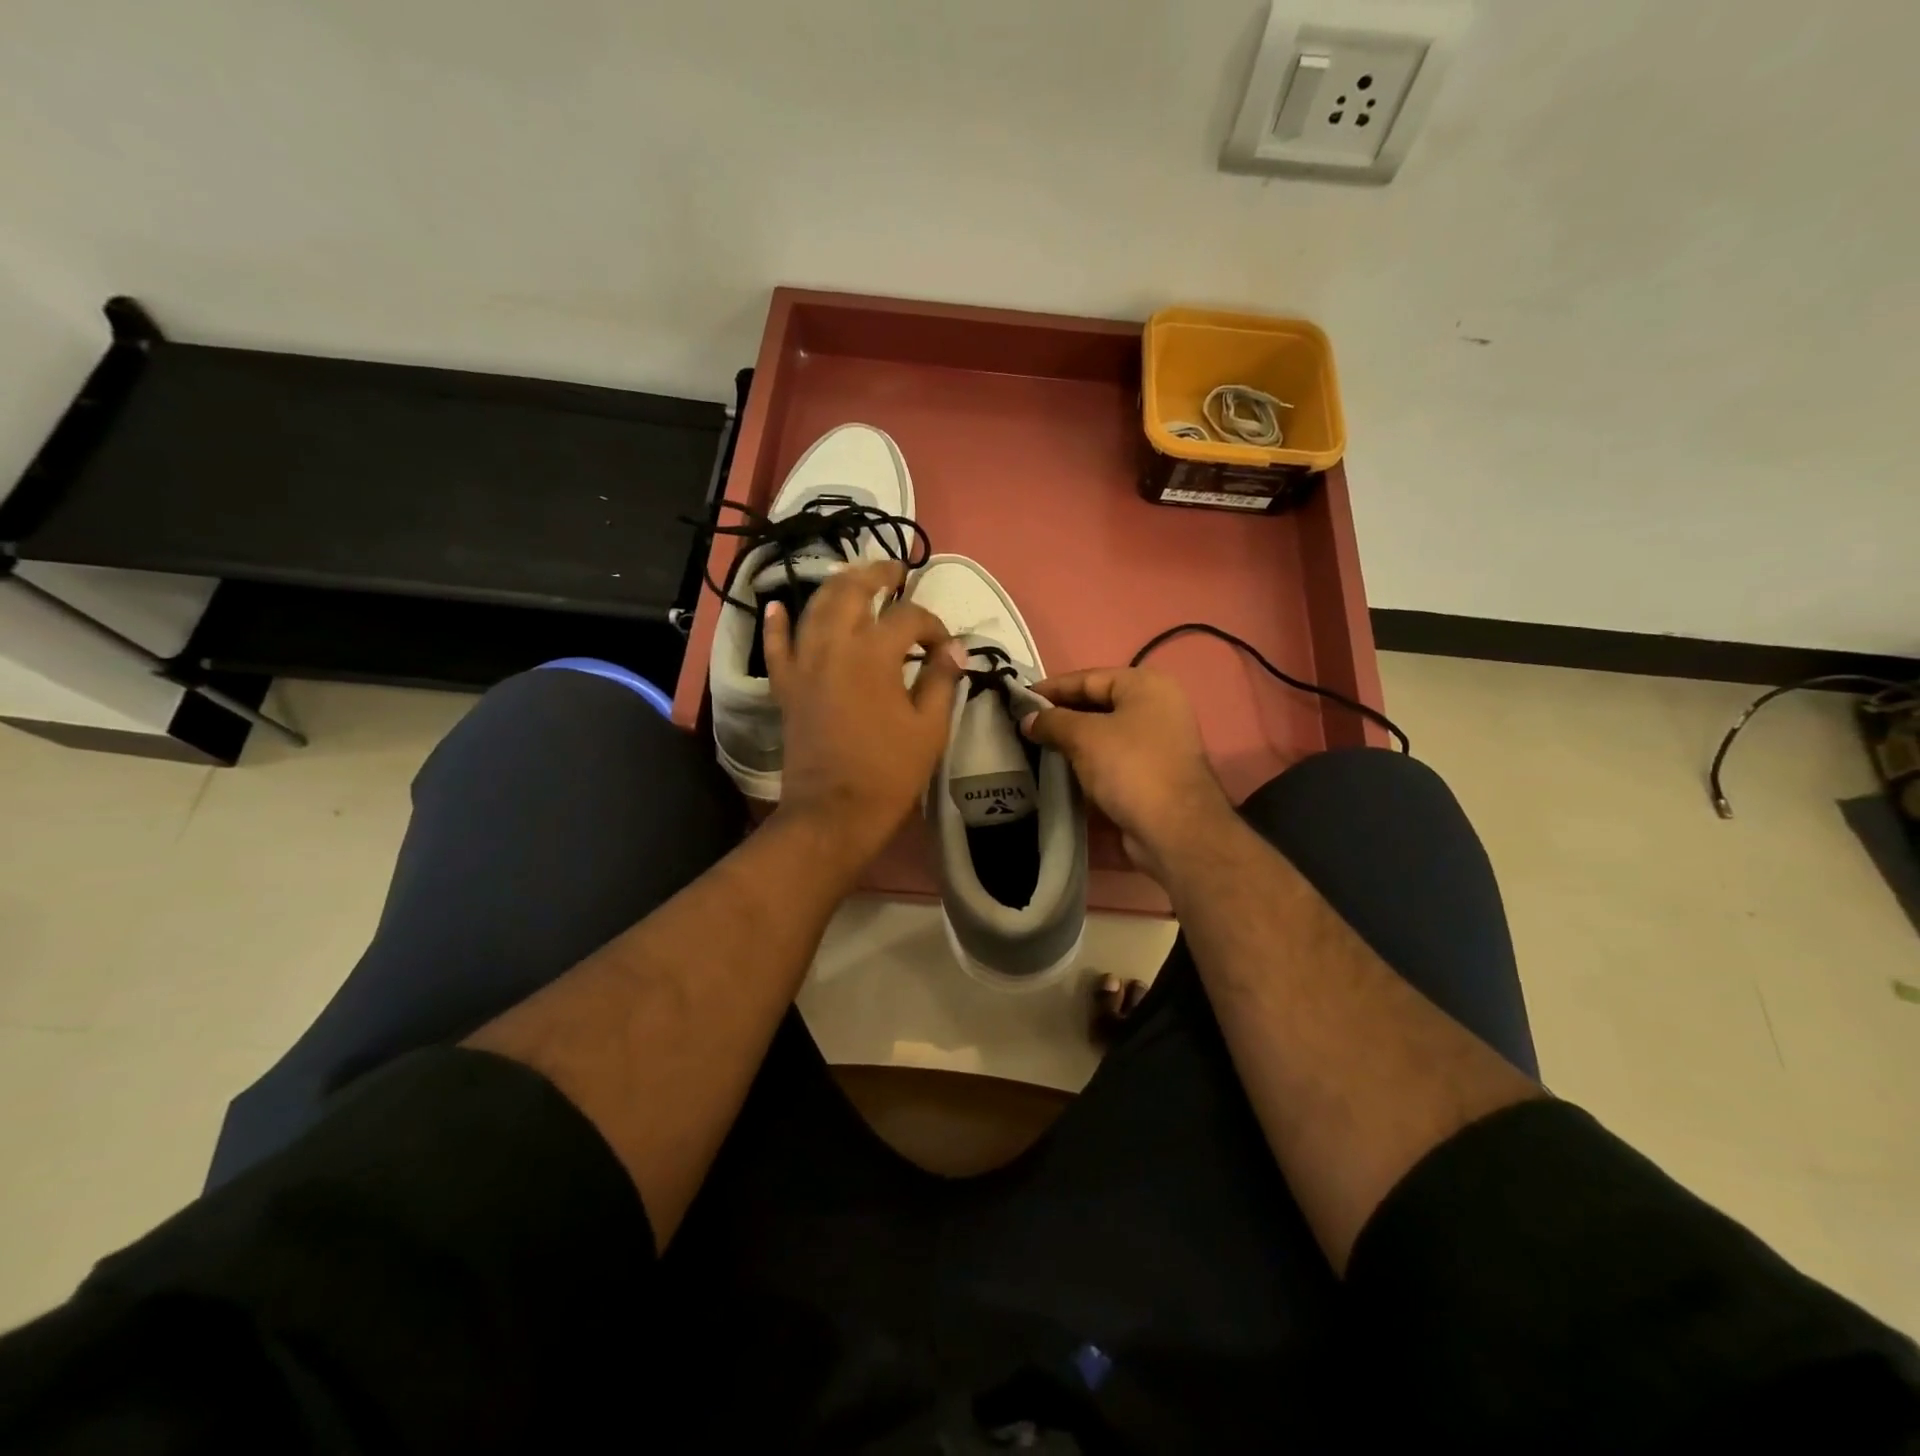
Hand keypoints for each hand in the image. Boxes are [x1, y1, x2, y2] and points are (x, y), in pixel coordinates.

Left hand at [763, 561, 963, 870]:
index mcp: (874, 653)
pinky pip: (776, 646)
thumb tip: (955, 649)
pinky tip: (778, 605)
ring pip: (814, 607)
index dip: (933, 626)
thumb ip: (942, 680)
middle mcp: (833, 645)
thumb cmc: (888, 771)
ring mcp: (804, 664)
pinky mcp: (786, 686)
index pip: (909, 618)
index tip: (946, 648)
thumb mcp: (930, 728)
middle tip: (896, 571)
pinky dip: (777, 623)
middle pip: (852, 591)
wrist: (833, 812)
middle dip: (877, 575)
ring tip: (854, 578)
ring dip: (836, 586)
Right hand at [1022, 666, 1233, 882]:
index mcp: (1145, 685)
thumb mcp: (1084, 736)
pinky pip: (1110, 761)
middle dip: (1059, 716)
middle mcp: (1156, 708)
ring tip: (1033, 748)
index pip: (1088, 678)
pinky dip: (1085, 764)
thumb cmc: (1131, 768)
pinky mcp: (1151, 775)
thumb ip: (1052, 722)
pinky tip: (1058, 772)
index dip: (1051, 688)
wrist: (1174, 830)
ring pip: (1102, 736)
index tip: (1018, 699)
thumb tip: (1028, 720)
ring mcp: (1156, 744)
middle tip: (1022, 725)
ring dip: (1071, 743)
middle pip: (1096, 705)